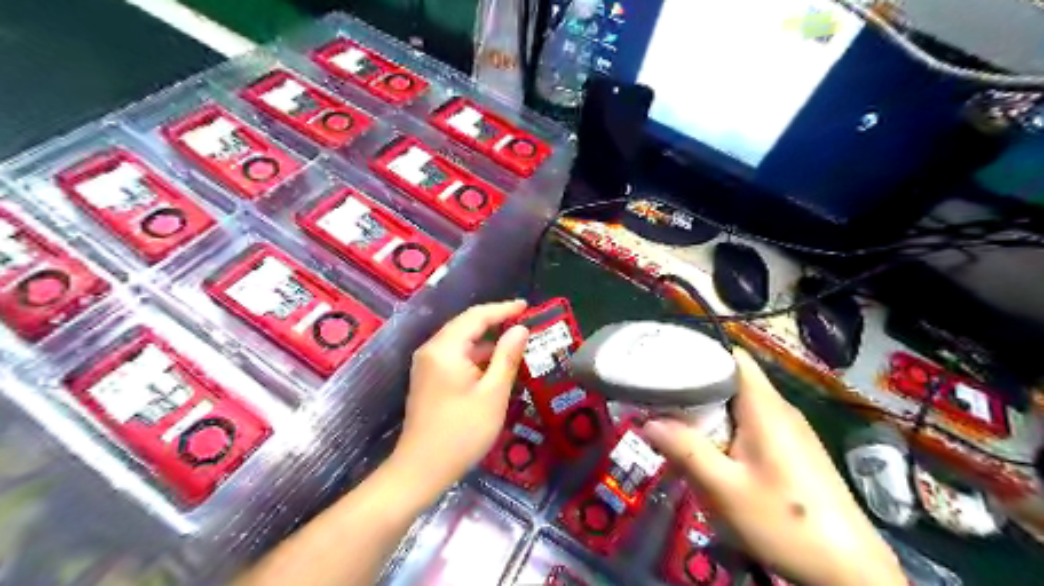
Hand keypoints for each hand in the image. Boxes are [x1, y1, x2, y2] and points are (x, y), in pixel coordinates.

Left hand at [391, 303, 531, 499]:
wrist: (421, 470)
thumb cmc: (461, 433)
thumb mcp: (493, 394)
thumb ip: (507, 357)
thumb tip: (520, 329)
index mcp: (445, 349)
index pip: (476, 316)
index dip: (503, 309)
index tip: (527, 306)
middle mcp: (431, 350)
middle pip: (466, 325)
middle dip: (495, 322)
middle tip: (524, 322)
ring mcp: (427, 365)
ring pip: (461, 342)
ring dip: (487, 341)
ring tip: (515, 344)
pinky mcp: (428, 379)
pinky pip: (455, 356)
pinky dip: (476, 356)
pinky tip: (494, 366)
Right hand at [646, 348, 905, 585]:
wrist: (850, 572)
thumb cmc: (785, 523)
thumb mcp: (725, 489)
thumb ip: (685, 450)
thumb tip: (647, 422)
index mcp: (765, 407)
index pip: (733, 357)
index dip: (700, 354)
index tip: (666, 365)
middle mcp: (779, 410)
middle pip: (731, 381)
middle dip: (695, 390)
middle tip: (661, 404)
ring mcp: (789, 431)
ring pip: (739, 406)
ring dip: (709, 415)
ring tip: (677, 429)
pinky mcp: (792, 451)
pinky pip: (750, 426)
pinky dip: (726, 431)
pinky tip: (711, 456)